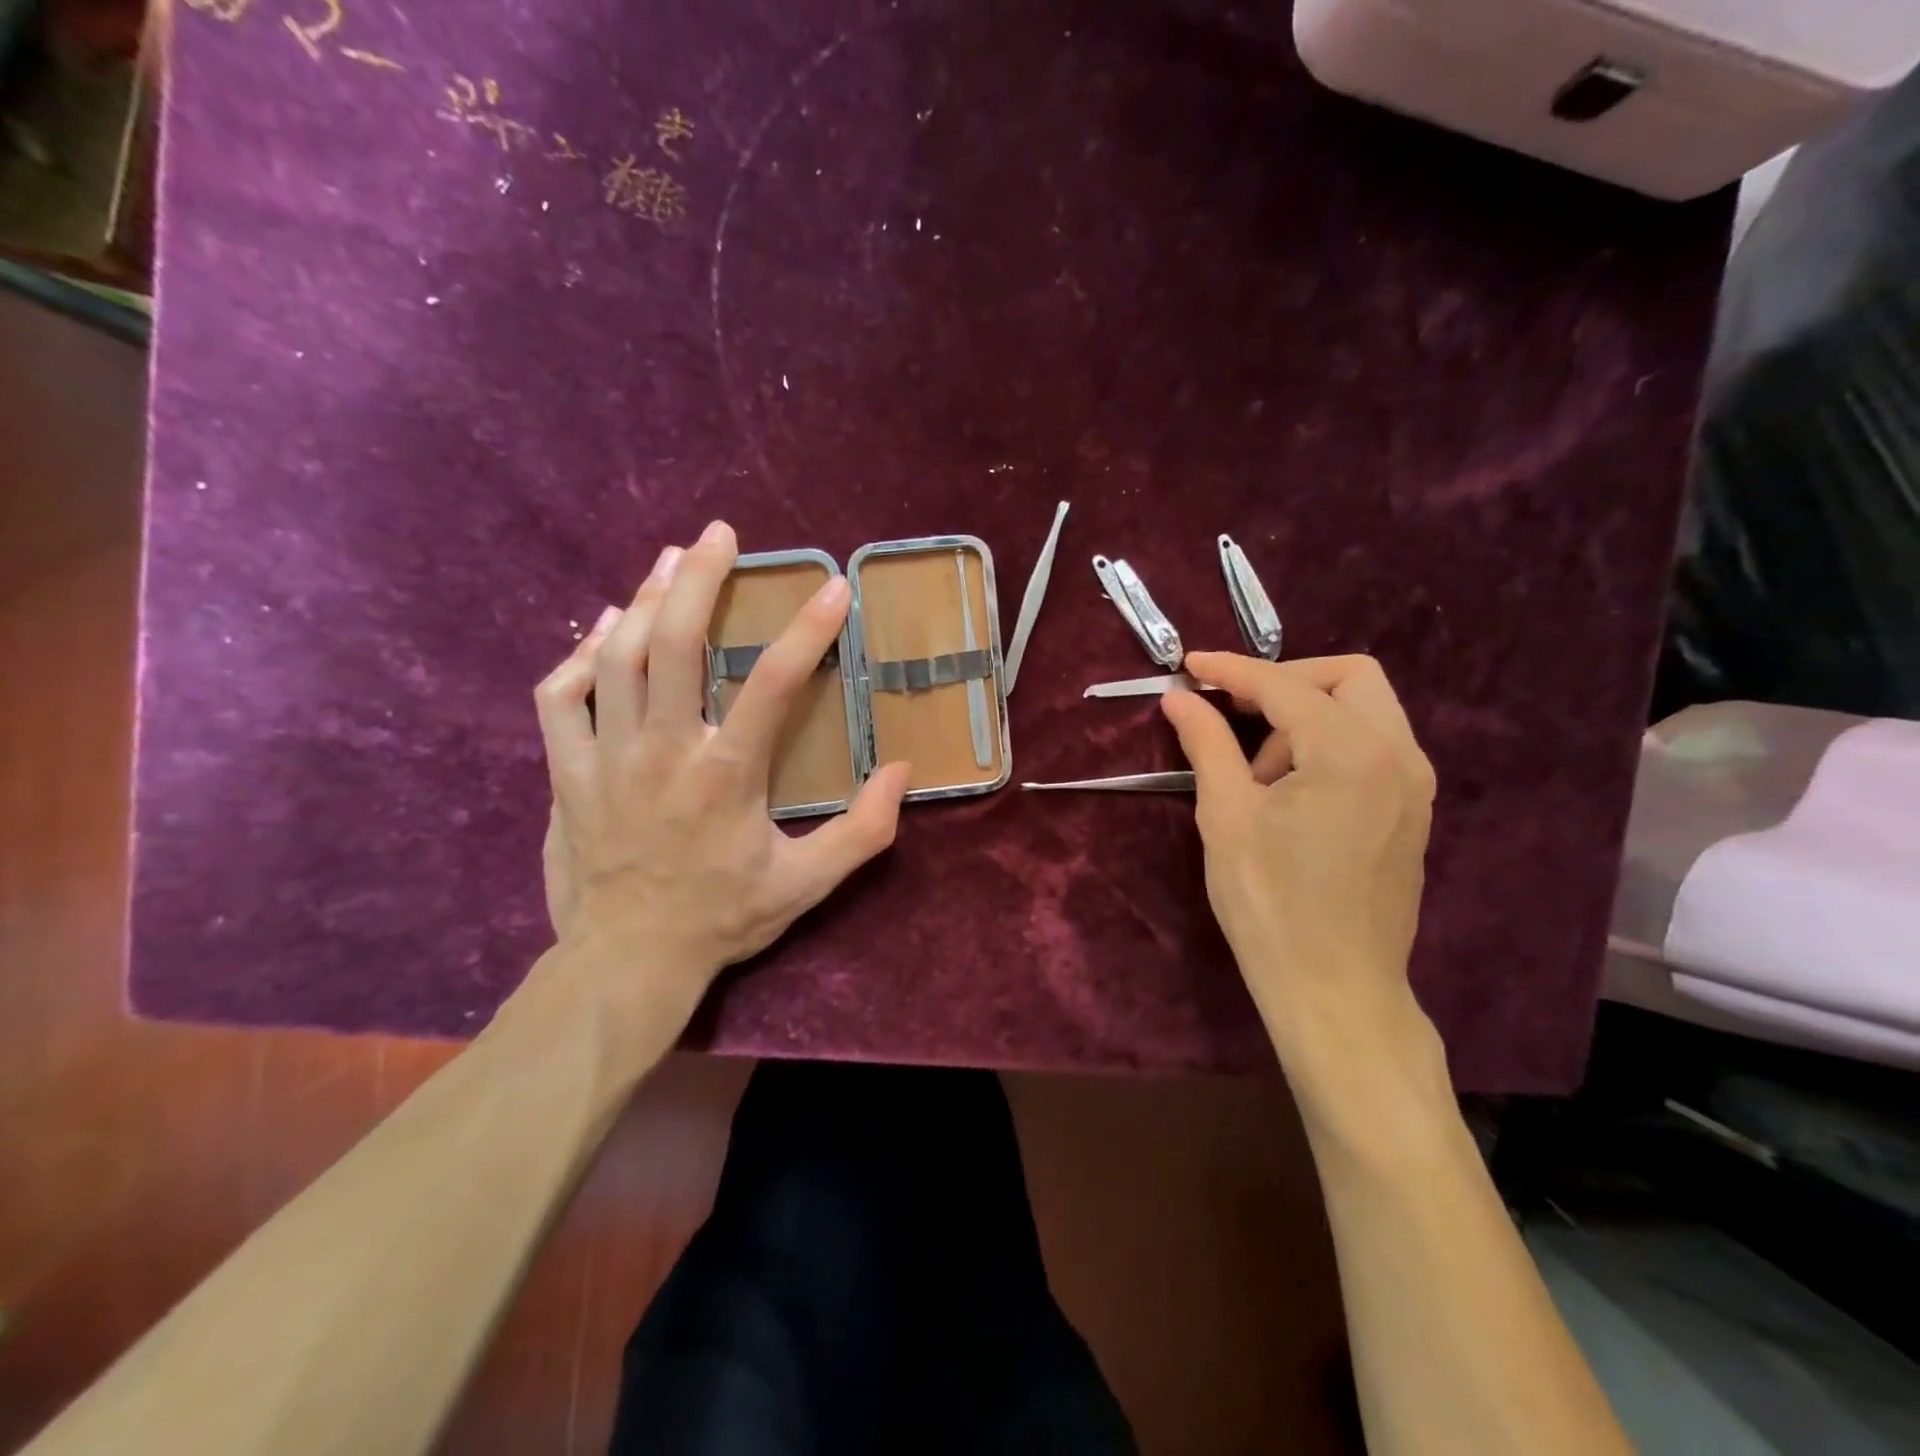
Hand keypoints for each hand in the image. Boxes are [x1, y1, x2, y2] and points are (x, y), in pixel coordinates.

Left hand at [533, 521, 910, 1006]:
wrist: (626, 961)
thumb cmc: (722, 918)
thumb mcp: (807, 885)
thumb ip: (862, 831)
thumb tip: (902, 772)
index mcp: (727, 774)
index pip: (772, 682)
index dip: (807, 628)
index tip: (833, 587)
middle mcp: (664, 750)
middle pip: (675, 642)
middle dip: (698, 578)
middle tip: (719, 535)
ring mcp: (606, 757)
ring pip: (616, 656)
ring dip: (643, 599)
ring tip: (668, 560)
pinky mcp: (566, 772)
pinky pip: (560, 697)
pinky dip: (579, 656)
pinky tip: (603, 633)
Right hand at [1161, 653, 1437, 1072]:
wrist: (1335, 990)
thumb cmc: (1271, 904)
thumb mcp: (1226, 816)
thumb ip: (1206, 744)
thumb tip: (1180, 698)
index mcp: (1351, 753)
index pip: (1285, 686)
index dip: (1231, 671)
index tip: (1188, 666)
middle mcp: (1399, 755)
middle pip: (1348, 677)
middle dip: (1285, 682)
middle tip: (1234, 714)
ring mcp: (1415, 784)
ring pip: (1366, 710)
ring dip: (1307, 717)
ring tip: (1260, 776)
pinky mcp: (1413, 810)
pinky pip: (1374, 745)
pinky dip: (1330, 744)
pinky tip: (1292, 790)